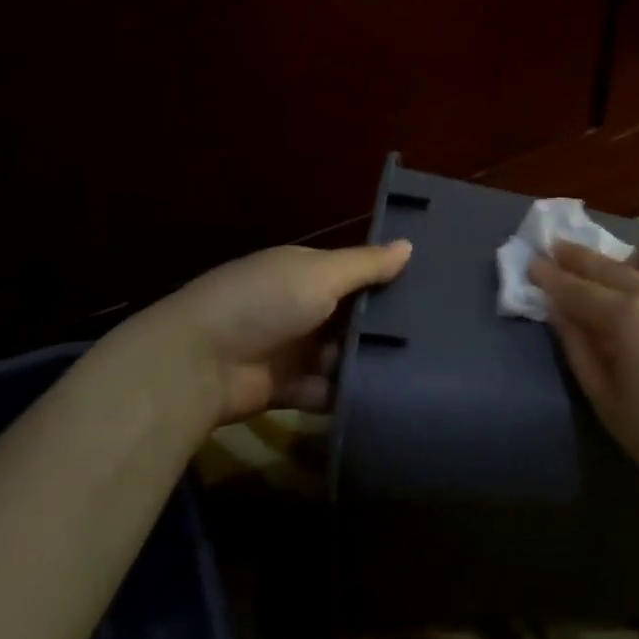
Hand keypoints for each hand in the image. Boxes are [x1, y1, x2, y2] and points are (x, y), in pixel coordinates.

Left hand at [131, 241, 411, 426]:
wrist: (198, 364)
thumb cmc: (263, 303)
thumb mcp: (319, 274)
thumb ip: (365, 265)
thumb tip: (410, 245)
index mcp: (303, 272)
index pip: (353, 270)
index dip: (388, 276)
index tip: (433, 285)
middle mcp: (300, 307)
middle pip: (353, 315)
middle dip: (386, 324)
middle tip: (439, 332)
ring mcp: (294, 349)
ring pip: (344, 354)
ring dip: (370, 360)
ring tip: (423, 366)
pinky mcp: (290, 388)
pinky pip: (329, 389)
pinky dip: (349, 392)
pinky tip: (389, 394)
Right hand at [528, 231, 638, 499]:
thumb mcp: (607, 400)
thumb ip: (579, 349)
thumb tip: (559, 312)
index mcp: (630, 317)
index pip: (578, 290)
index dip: (550, 278)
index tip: (531, 264)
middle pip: (610, 265)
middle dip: (577, 258)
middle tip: (555, 252)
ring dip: (631, 256)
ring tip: (620, 281)